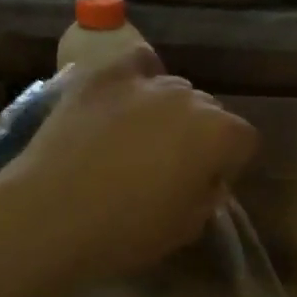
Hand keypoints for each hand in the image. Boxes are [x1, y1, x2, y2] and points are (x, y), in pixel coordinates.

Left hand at [0, 49, 257, 292]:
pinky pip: (136, 64)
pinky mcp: (103, 75)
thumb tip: (206, 177)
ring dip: (167, 111)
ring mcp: (145, 82)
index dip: (228, 163)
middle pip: (208, 109)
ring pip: (173, 89)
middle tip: (170, 165)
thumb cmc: (126, 232)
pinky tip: (126, 98)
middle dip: (199, 134)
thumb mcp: (187, 227)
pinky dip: (139, 77)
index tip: (204, 184)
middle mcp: (190, 99)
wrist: (51, 214)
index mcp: (220, 135)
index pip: (244, 139)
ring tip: (138, 138)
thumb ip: (208, 195)